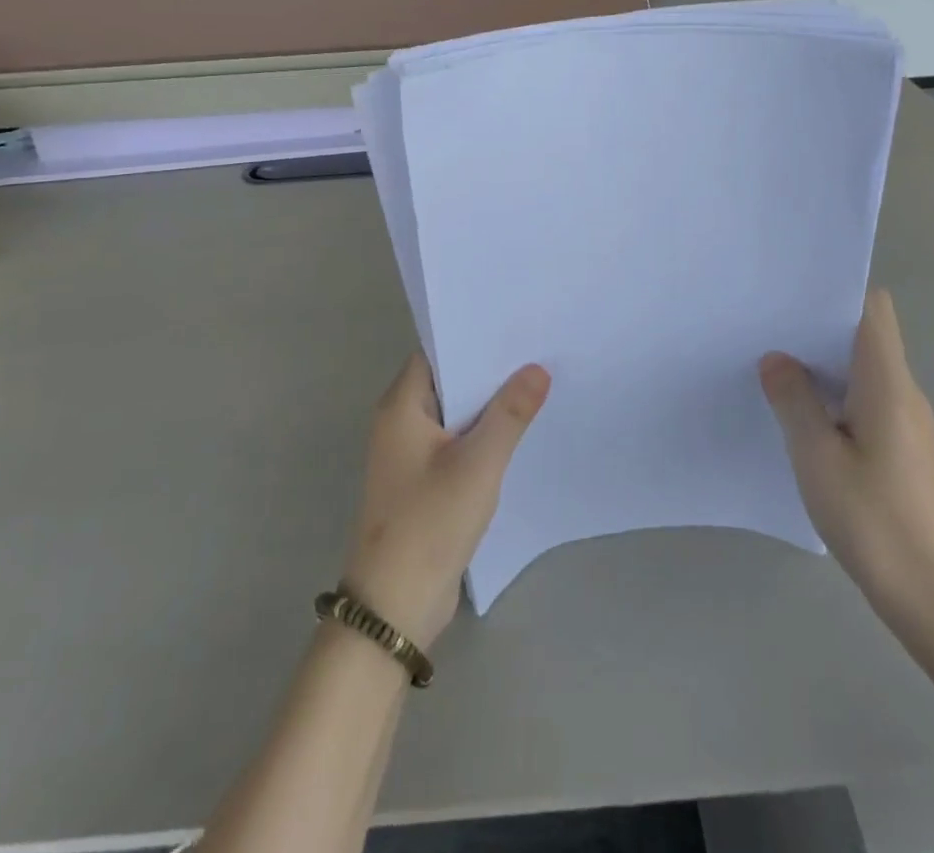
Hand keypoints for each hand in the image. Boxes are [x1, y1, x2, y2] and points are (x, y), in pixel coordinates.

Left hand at [342, 354, 549, 649]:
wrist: (395, 606)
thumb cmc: (430, 522)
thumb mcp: (478, 463)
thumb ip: (510, 413)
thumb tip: (537, 368)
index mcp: (401, 406)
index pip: (437, 352)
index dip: (473, 338)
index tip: (515, 327)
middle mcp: (400, 422)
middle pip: (448, 381)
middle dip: (489, 370)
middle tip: (537, 351)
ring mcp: (410, 453)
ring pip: (455, 414)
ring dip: (488, 404)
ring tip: (537, 383)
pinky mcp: (423, 480)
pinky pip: (456, 442)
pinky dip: (482, 434)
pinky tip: (518, 431)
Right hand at [760, 290, 933, 625]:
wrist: (930, 594)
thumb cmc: (871, 517)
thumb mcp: (815, 454)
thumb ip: (793, 399)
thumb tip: (776, 359)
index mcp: (888, 383)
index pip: (873, 310)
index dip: (837, 293)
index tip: (794, 296)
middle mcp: (905, 393)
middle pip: (866, 336)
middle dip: (820, 328)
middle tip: (771, 331)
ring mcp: (909, 423)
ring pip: (865, 371)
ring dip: (826, 366)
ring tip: (778, 369)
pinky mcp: (905, 449)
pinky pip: (868, 400)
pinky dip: (837, 396)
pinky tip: (805, 418)